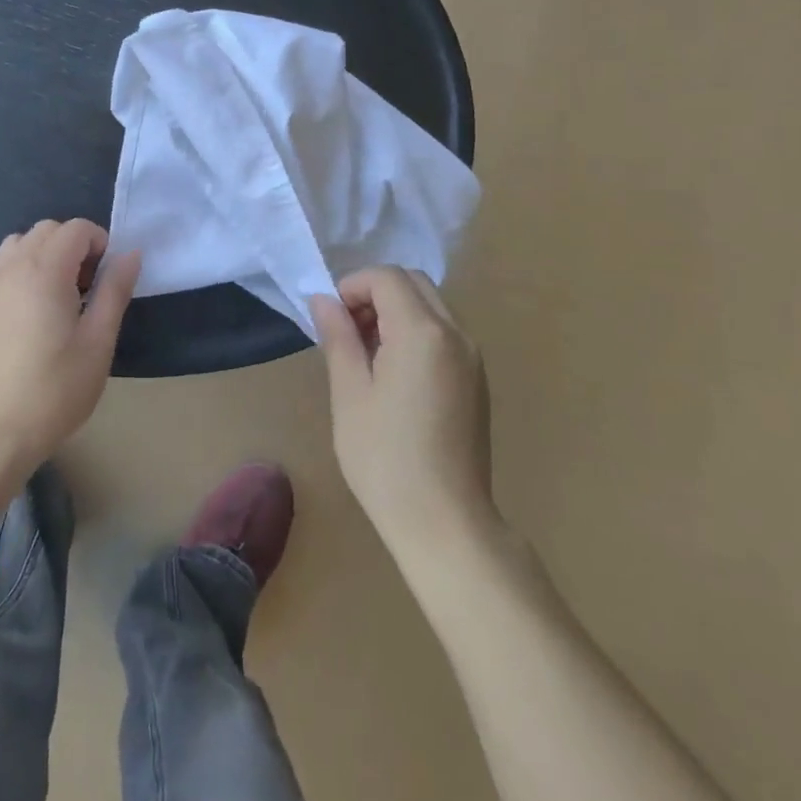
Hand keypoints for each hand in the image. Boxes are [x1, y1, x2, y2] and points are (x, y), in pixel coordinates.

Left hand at [0, 219, 141, 473]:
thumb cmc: (56, 388)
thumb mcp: (98, 341)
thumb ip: (115, 290)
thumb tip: (131, 253)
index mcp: (45, 271)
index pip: (76, 228)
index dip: (100, 243)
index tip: (108, 279)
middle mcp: (13, 267)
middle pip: (48, 229)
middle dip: (74, 245)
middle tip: (90, 287)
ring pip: (21, 242)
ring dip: (46, 253)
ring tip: (61, 293)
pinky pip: (4, 264)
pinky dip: (24, 267)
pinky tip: (34, 306)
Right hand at [311, 267, 493, 555]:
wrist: (446, 523)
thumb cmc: (386, 459)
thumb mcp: (350, 394)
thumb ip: (338, 338)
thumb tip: (323, 300)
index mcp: (423, 333)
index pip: (387, 278)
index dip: (353, 286)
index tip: (331, 319)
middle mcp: (456, 334)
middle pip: (413, 283)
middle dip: (375, 293)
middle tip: (347, 331)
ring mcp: (472, 357)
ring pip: (431, 305)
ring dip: (396, 311)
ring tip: (367, 354)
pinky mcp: (477, 379)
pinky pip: (444, 332)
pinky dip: (416, 331)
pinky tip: (394, 372)